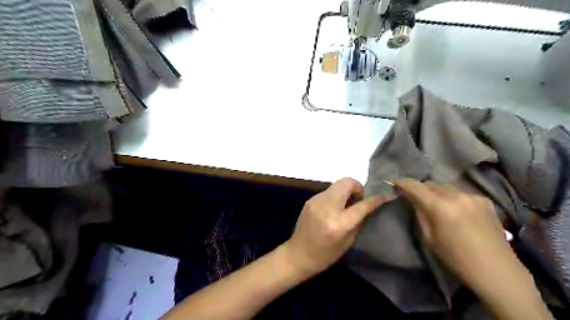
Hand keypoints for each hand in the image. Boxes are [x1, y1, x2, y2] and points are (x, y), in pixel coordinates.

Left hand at [283, 178, 394, 275]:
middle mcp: (327, 207)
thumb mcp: (348, 242)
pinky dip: (335, 196)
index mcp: (339, 223)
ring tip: (346, 204)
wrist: (298, 254)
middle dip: (357, 187)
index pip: (362, 205)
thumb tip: (366, 205)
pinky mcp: (310, 199)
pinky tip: (334, 208)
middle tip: (358, 200)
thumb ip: (358, 220)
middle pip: (347, 182)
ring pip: (337, 185)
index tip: (385, 195)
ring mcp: (316, 201)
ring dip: (346, 191)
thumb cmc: (325, 255)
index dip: (376, 199)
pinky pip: (328, 191)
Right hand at [397, 180, 534, 302]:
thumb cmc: (456, 258)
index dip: (403, 182)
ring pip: (446, 187)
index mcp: (441, 206)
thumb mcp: (429, 237)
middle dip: (420, 188)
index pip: (416, 186)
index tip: (395, 182)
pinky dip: (451, 196)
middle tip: (413, 195)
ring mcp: (473, 196)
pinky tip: (454, 208)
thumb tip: (413, 199)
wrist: (496, 270)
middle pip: (431, 184)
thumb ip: (420, 213)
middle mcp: (457, 195)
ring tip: (433, 201)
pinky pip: (460, 192)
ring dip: (436, 191)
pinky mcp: (484, 200)